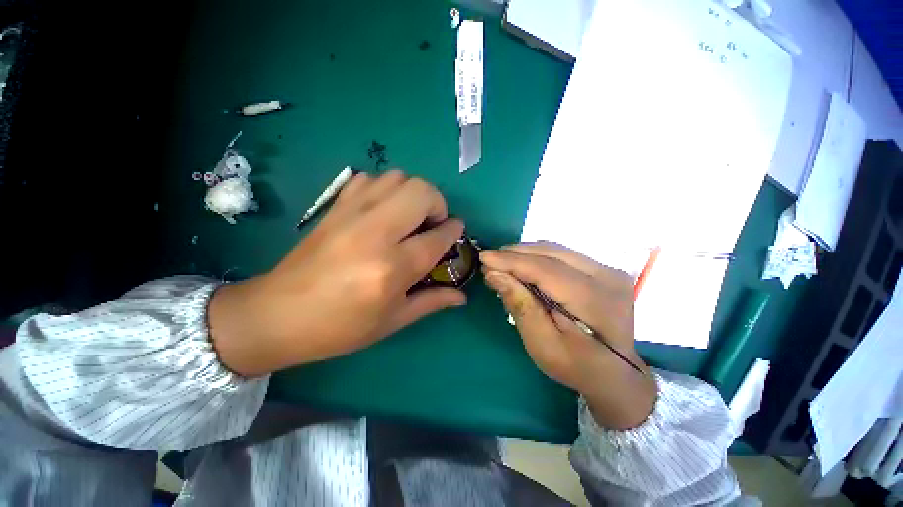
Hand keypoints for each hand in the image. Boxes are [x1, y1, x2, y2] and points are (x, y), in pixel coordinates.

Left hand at [208, 170, 465, 376]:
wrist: (278, 315)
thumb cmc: (341, 327)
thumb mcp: (393, 320)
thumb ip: (432, 301)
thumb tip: (462, 297)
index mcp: (393, 268)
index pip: (437, 236)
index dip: (454, 230)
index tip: (456, 230)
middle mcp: (376, 233)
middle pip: (421, 192)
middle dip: (437, 203)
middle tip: (432, 223)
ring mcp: (352, 215)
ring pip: (397, 178)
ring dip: (412, 193)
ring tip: (409, 216)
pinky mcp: (335, 207)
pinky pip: (369, 179)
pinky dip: (385, 189)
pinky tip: (383, 210)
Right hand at [480, 242, 656, 429]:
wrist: (616, 374)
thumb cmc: (576, 365)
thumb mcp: (542, 344)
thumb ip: (520, 306)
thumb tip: (494, 275)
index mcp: (594, 299)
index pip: (545, 269)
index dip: (511, 261)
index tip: (483, 257)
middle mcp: (606, 276)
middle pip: (550, 253)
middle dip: (514, 253)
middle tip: (489, 260)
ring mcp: (608, 270)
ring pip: (556, 249)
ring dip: (525, 253)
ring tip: (502, 262)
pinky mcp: (602, 270)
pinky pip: (563, 255)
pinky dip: (538, 257)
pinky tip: (522, 264)